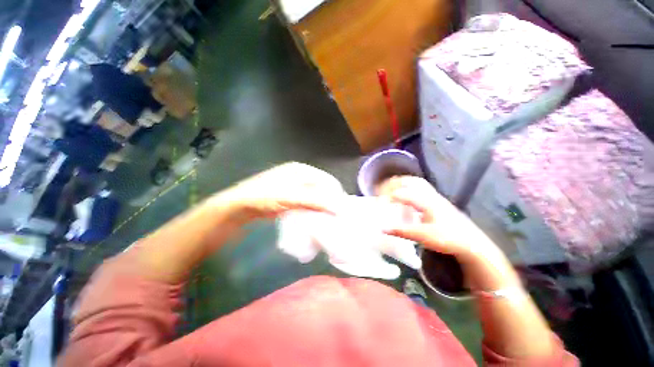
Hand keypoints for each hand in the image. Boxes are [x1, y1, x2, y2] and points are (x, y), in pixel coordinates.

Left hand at [215, 162, 345, 220]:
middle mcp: (299, 175)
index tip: (341, 210)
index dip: (335, 194)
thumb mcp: (292, 197)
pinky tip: (314, 217)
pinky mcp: (290, 196)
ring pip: (315, 195)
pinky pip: (307, 202)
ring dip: (321, 206)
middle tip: (334, 216)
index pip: (326, 180)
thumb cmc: (265, 196)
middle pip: (321, 187)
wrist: (240, 206)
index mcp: (301, 169)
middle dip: (329, 201)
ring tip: (326, 218)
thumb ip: (316, 201)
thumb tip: (340, 207)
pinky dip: (312, 209)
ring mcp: (294, 185)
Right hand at [378, 176, 501, 261]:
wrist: (472, 243)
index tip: (378, 203)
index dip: (387, 197)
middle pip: (410, 181)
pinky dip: (411, 188)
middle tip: (383, 189)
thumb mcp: (422, 236)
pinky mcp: (439, 201)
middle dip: (395, 183)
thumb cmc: (448, 238)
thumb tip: (381, 228)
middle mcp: (431, 195)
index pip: (402, 193)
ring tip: (393, 188)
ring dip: (403, 183)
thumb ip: (401, 231)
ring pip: (417, 183)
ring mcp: (436, 197)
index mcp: (426, 201)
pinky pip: (422, 189)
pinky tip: (408, 197)